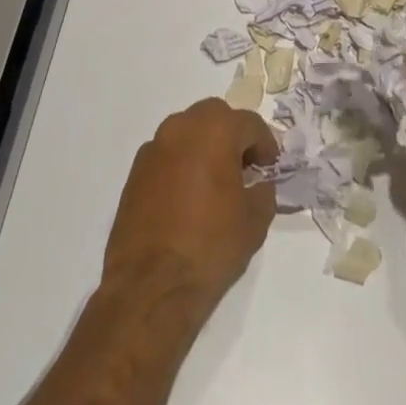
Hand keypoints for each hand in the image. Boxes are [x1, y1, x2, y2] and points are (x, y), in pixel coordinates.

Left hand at [101, 98, 278, 314]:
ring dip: (204, 146)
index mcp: (215, 130)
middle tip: (243, 169)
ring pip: (188, 131)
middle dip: (233, 136)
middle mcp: (182, 127)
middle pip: (215, 117)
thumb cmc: (209, 247)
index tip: (270, 168)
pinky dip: (181, 164)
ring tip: (214, 182)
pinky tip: (186, 198)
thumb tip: (259, 183)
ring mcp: (155, 147)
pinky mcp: (135, 171)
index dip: (265, 145)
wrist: (150, 288)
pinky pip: (167, 154)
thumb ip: (264, 192)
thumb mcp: (254, 222)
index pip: (250, 124)